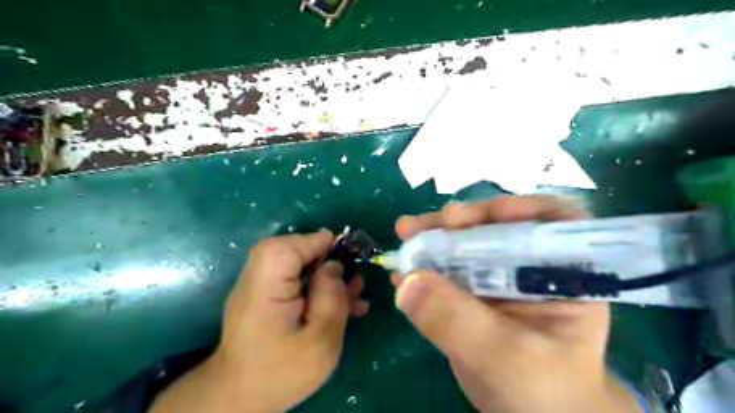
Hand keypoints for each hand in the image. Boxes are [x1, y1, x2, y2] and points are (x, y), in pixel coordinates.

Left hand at [150, 228, 366, 412]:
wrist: (242, 398)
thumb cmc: (282, 373)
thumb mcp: (320, 341)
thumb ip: (331, 299)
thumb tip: (334, 266)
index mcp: (265, 290)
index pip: (286, 248)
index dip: (316, 243)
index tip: (345, 249)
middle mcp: (256, 280)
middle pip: (289, 250)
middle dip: (324, 256)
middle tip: (350, 273)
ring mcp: (259, 287)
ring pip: (294, 263)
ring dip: (324, 271)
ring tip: (352, 289)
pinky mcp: (266, 297)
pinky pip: (293, 279)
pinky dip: (316, 283)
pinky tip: (341, 301)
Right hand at [394, 195, 641, 412]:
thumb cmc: (541, 392)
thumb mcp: (504, 358)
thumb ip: (457, 320)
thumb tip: (407, 280)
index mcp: (562, 274)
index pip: (552, 221)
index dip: (517, 209)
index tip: (476, 216)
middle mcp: (531, 268)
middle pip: (497, 228)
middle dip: (458, 223)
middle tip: (420, 225)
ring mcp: (499, 279)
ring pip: (467, 246)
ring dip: (434, 240)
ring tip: (404, 236)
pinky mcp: (474, 293)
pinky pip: (448, 272)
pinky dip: (425, 269)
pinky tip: (402, 273)